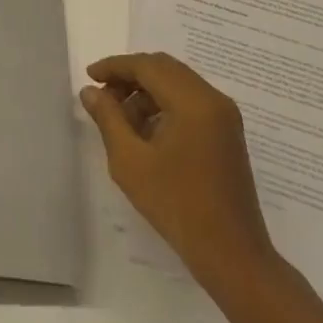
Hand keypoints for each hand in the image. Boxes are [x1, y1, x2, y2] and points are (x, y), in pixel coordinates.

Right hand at [80, 52, 278, 296]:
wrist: (232, 256)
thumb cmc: (177, 206)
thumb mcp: (130, 161)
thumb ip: (108, 118)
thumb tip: (90, 91)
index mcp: (193, 102)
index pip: (147, 66)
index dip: (115, 67)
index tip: (89, 77)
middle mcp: (213, 100)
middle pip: (164, 68)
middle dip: (130, 75)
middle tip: (103, 94)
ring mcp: (224, 116)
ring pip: (177, 83)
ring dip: (146, 91)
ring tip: (120, 117)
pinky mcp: (227, 133)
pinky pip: (190, 101)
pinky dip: (164, 104)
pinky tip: (145, 130)